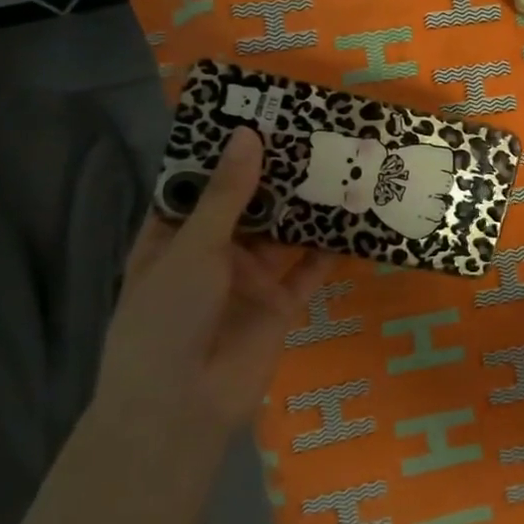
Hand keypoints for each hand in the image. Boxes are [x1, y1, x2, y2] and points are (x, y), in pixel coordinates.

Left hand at [91, 129, 330, 463]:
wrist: (180, 410)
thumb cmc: (166, 320)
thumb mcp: (192, 249)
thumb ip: (226, 195)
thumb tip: (249, 135)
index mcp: (175, 237)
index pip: (200, 184)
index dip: (226, 152)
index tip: (258, 113)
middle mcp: (214, 252)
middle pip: (249, 204)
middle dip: (277, 173)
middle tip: (313, 129)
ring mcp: (250, 278)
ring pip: (284, 232)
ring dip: (307, 203)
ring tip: (340, 160)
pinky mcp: (283, 303)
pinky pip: (311, 268)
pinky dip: (332, 246)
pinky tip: (357, 214)